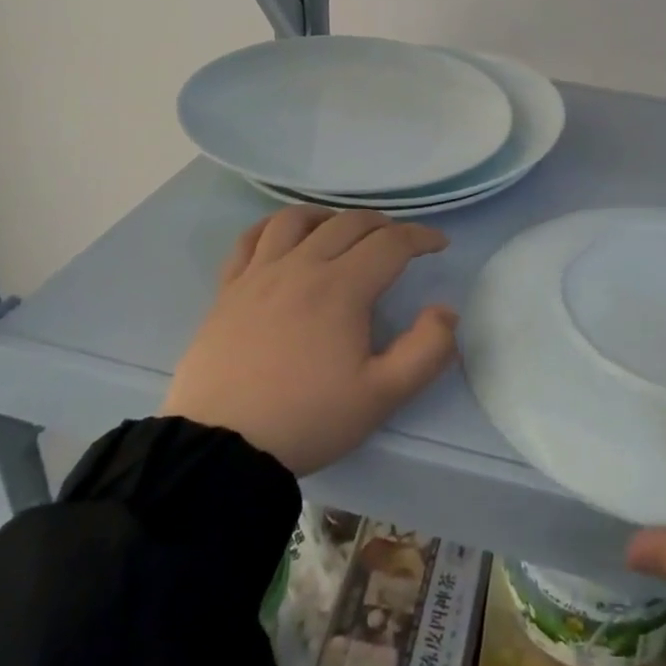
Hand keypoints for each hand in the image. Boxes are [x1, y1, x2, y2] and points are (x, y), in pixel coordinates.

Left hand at [161, 206, 458, 474]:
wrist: (220, 449)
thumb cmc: (307, 419)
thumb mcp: (382, 396)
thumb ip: (426, 351)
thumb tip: (446, 311)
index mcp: (342, 288)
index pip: (391, 243)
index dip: (421, 237)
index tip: (439, 245)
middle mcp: (301, 266)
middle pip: (349, 223)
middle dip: (383, 225)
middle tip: (398, 242)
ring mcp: (259, 274)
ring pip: (297, 219)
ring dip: (329, 216)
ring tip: (342, 231)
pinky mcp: (228, 289)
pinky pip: (250, 239)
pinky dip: (274, 227)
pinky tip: (284, 237)